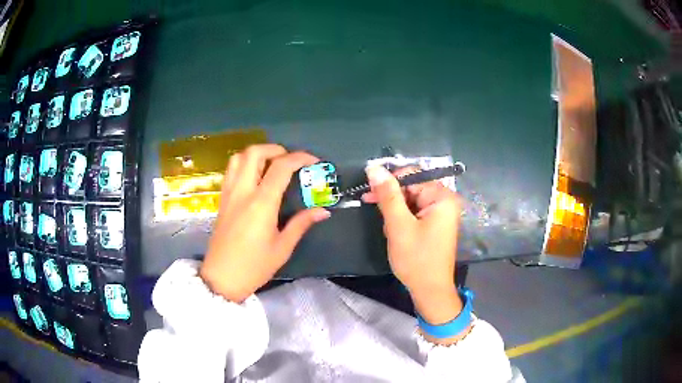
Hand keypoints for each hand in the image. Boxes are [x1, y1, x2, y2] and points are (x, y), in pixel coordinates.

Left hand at [200, 144, 330, 302]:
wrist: (222, 278)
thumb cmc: (254, 266)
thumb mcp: (282, 247)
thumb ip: (301, 224)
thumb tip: (323, 211)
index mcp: (261, 203)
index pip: (281, 167)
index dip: (300, 158)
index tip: (314, 161)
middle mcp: (243, 192)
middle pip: (255, 153)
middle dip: (275, 149)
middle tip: (289, 161)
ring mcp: (229, 194)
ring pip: (238, 157)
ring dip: (257, 154)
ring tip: (271, 164)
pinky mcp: (221, 200)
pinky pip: (231, 171)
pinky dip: (244, 164)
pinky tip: (254, 177)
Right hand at [362, 165, 465, 339]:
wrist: (430, 290)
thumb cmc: (416, 259)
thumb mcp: (398, 225)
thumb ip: (387, 195)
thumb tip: (374, 168)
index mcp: (442, 197)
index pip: (411, 175)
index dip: (389, 182)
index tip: (369, 193)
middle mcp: (444, 200)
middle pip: (411, 188)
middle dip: (392, 202)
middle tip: (380, 218)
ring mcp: (440, 212)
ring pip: (409, 201)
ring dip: (395, 213)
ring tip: (391, 232)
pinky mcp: (435, 223)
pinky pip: (414, 212)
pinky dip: (402, 220)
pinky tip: (397, 233)